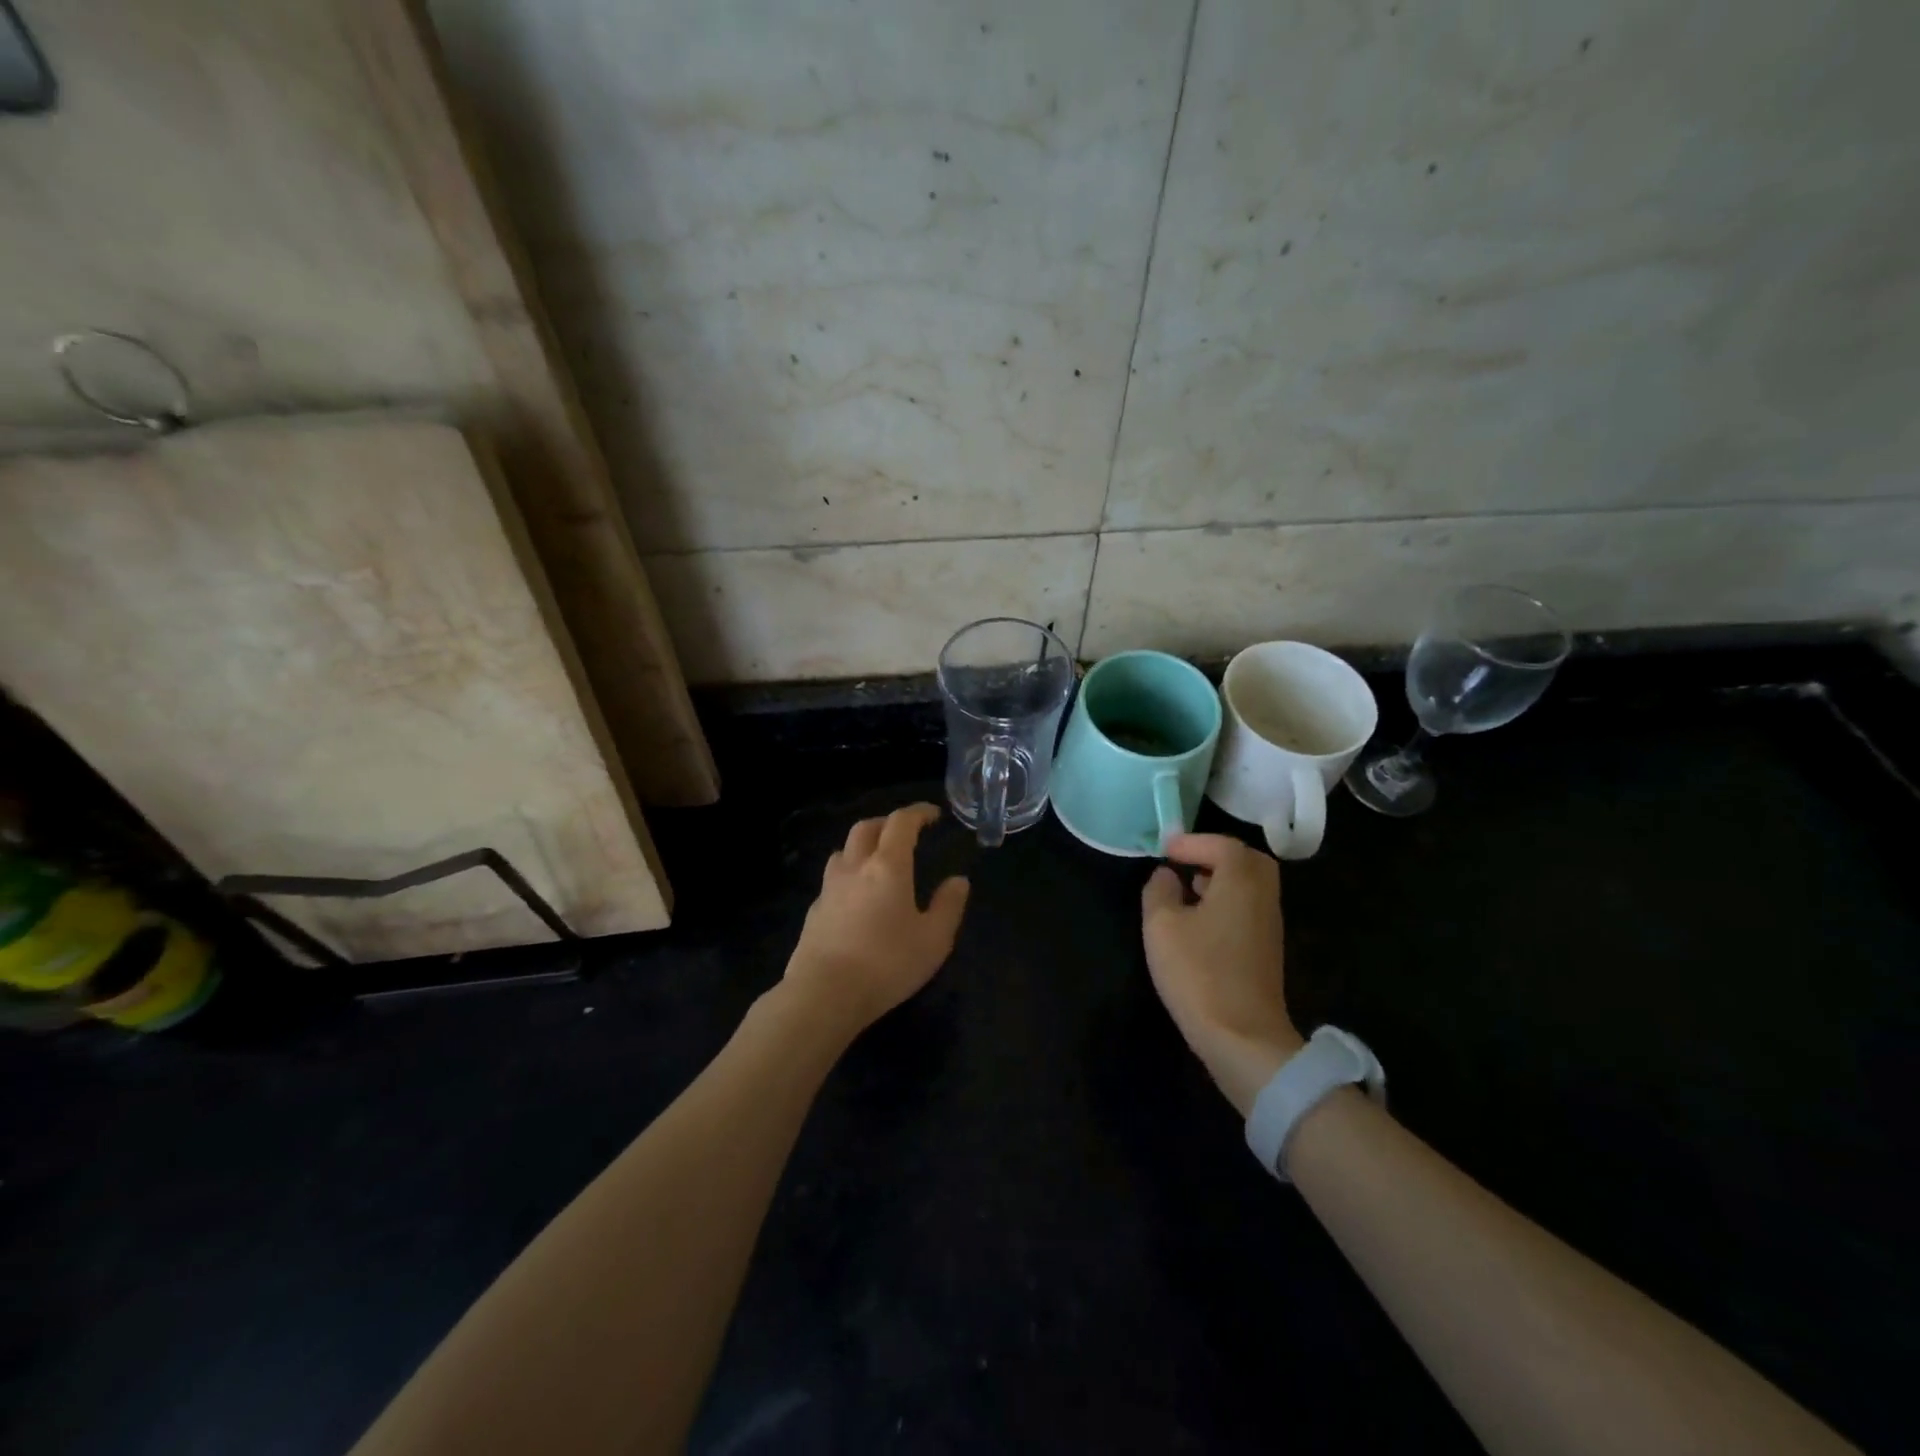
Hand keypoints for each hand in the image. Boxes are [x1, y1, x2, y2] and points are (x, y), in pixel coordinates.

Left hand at [782, 803, 970, 1035]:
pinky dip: (848, 875)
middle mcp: (854, 868)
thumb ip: (948, 906)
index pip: (901, 823)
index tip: (933, 814)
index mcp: (887, 866)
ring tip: (877, 861)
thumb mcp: (934, 940)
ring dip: (862, 846)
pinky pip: (832, 880)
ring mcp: (829, 889)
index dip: (918, 813)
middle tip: (905, 833)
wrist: (823, 994)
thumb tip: (958, 881)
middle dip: (887, 823)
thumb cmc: (886, 964)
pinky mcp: (813, 912)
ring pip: (843, 851)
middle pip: (865, 828)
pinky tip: (856, 898)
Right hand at [1142, 833, 1303, 1116]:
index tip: (1165, 851)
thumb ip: (1160, 891)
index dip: (1193, 842)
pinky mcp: (1266, 951)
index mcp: (1241, 882)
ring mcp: (1269, 926)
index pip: (1224, 845)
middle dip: (1216, 855)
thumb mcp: (1162, 926)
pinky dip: (1227, 902)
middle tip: (1185, 864)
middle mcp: (1263, 897)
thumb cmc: (1198, 972)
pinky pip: (1249, 908)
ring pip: (1251, 886)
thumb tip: (1166, 875)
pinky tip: (1200, 923)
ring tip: (1187, 890)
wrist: (1242, 1037)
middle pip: (1248, 861)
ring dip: (1221, 880)